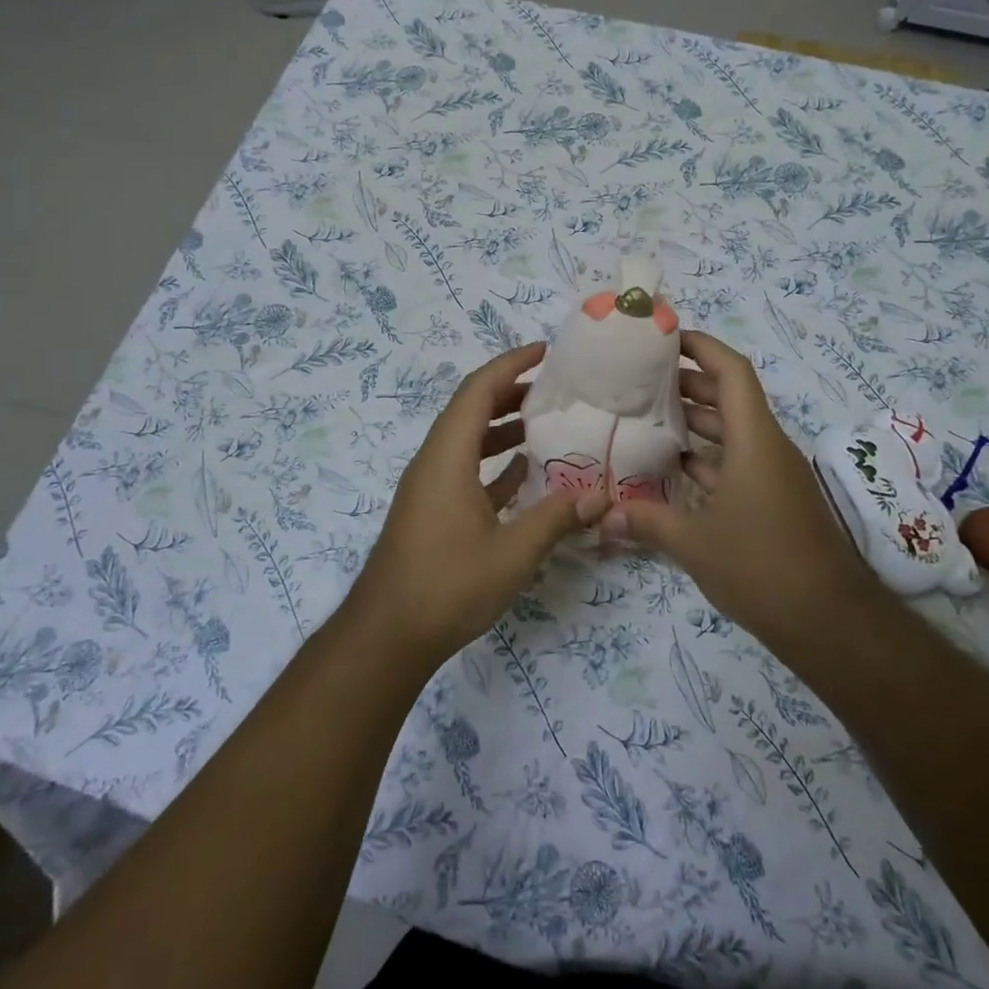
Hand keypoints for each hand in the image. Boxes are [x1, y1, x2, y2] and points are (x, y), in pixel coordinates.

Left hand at [350, 342, 610, 661]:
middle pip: (472, 410)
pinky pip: (465, 470)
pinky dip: (495, 463)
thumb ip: (556, 518)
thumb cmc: (447, 586)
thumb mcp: (512, 553)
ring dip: (503, 428)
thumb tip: (602, 496)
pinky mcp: (432, 511)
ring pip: (468, 441)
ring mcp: (430, 488)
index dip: (510, 365)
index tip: (545, 352)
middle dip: (512, 392)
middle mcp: (434, 462)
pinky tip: (526, 472)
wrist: (387, 635)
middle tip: (557, 388)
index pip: (478, 391)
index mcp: (447, 457)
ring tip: (548, 423)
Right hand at [609, 332, 866, 641]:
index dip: (701, 347)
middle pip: (729, 398)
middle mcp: (767, 447)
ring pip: (732, 432)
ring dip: (695, 422)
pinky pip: (737, 462)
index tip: (665, 338)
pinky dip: (707, 458)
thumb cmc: (761, 566)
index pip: (732, 372)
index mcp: (754, 440)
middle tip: (640, 380)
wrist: (828, 620)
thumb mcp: (694, 542)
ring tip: (647, 417)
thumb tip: (602, 516)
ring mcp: (773, 475)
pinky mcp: (774, 500)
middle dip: (688, 383)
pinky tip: (672, 468)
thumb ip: (646, 521)